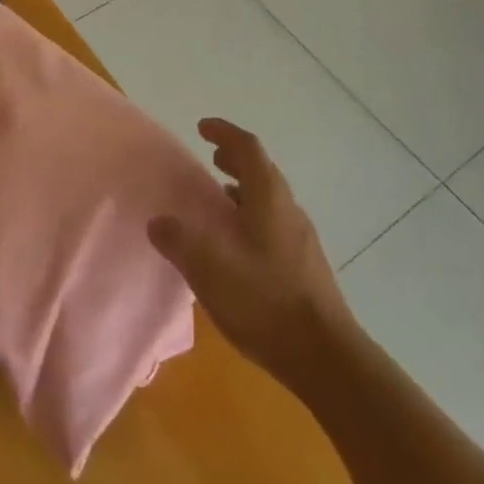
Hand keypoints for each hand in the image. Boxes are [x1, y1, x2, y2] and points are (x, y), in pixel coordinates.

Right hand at [148, 119, 355, 391]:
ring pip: (270, 199)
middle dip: (235, 159)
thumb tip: (158, 221)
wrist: (325, 356)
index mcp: (269, 197)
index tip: (202, 127)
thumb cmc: (265, 301)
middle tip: (211, 159)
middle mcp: (288, 209)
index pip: (247, 148)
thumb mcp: (210, 268)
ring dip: (244, 189)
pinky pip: (274, 223)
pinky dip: (252, 217)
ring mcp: (301, 238)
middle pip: (262, 170)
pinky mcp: (305, 266)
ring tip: (219, 199)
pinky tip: (237, 245)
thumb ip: (179, 241)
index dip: (224, 133)